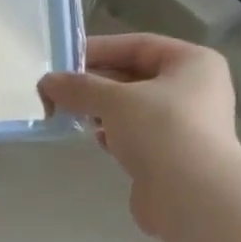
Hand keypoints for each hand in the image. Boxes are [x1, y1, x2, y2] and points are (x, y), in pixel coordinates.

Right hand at [37, 32, 240, 235]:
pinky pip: (137, 136)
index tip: (63, 61)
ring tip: (72, 114)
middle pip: (136, 77)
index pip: (139, 46)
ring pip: (134, 109)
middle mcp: (194, 89)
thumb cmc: (161, 131)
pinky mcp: (172, 156)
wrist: (191, 195)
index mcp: (193, 63)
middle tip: (59, 92)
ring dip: (103, 111)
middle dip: (97, 84)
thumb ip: (80, 88)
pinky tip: (95, 140)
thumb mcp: (115, 100)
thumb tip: (46, 82)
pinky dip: (115, 135)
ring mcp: (185, 126)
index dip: (100, 49)